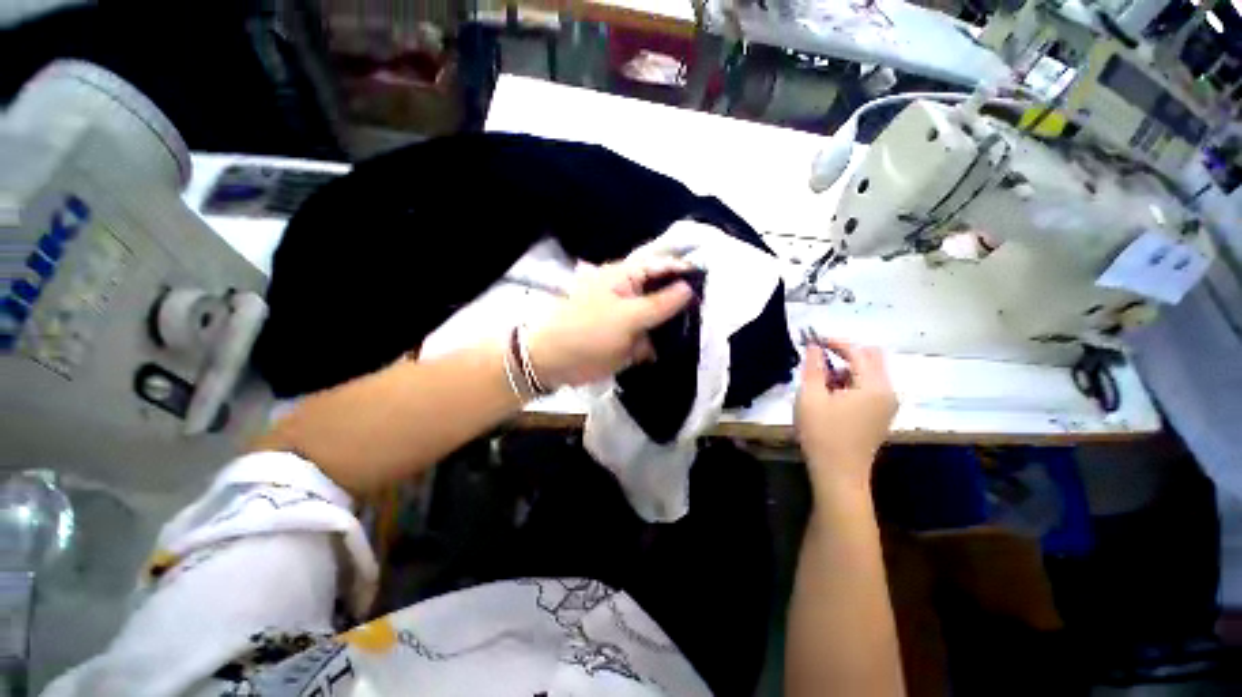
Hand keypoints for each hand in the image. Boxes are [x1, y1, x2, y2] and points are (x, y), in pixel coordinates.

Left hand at [526, 255, 694, 387]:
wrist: (556, 361)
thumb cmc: (588, 330)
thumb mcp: (627, 315)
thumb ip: (660, 303)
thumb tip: (689, 288)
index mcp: (626, 277)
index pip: (661, 266)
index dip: (684, 271)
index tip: (710, 282)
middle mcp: (630, 293)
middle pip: (663, 292)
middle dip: (683, 302)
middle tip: (711, 311)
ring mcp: (630, 317)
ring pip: (660, 317)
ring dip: (676, 325)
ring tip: (702, 331)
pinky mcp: (629, 338)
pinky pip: (652, 337)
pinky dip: (664, 343)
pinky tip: (682, 348)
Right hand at [795, 337, 897, 488]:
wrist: (838, 474)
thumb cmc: (822, 434)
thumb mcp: (810, 396)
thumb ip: (812, 366)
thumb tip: (814, 345)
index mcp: (873, 386)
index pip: (858, 351)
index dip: (835, 342)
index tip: (812, 339)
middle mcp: (888, 391)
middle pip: (871, 358)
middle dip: (844, 352)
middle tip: (818, 356)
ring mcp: (887, 404)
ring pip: (869, 372)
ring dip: (846, 368)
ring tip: (820, 380)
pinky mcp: (881, 414)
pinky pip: (869, 387)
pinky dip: (851, 382)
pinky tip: (831, 395)